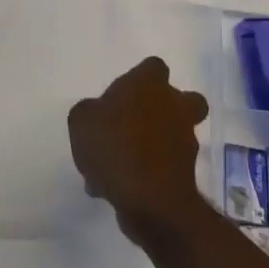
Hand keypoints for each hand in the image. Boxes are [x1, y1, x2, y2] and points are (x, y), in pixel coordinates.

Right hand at [68, 57, 210, 244]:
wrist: (149, 200)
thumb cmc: (114, 145)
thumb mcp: (82, 121)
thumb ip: (90, 112)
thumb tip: (97, 115)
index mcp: (150, 84)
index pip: (154, 67)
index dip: (140, 78)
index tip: (123, 95)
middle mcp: (175, 106)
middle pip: (184, 100)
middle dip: (167, 110)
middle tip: (138, 123)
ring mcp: (185, 141)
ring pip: (174, 137)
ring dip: (153, 147)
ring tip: (117, 168)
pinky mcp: (187, 174)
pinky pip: (164, 169)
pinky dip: (148, 176)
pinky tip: (118, 189)